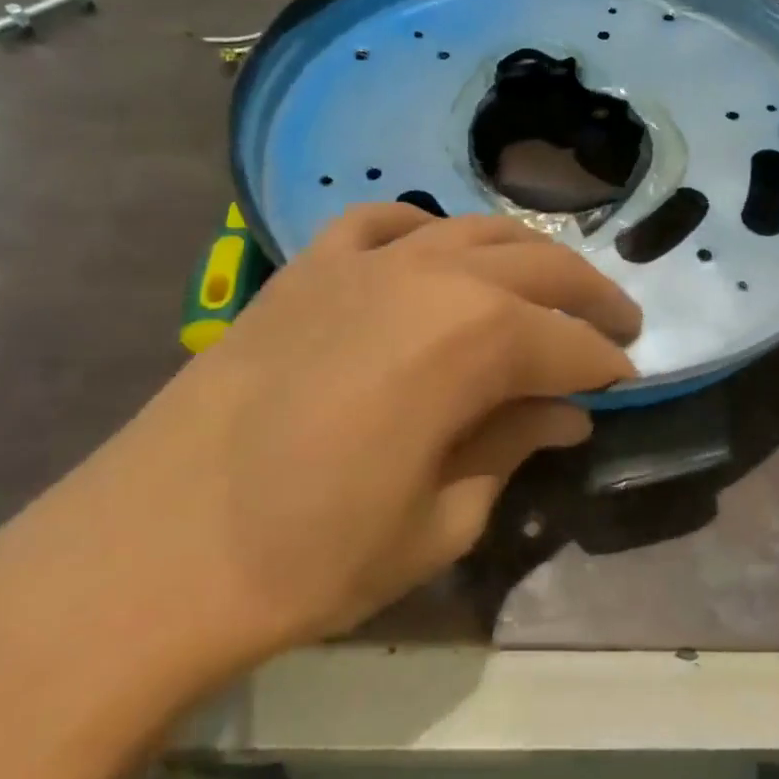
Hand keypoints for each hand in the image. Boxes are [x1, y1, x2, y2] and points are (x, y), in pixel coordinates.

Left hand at [0, 204, 639, 694]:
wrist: (150, 551)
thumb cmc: (310, 556)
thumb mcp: (439, 520)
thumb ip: (510, 446)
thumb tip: (563, 411)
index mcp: (474, 339)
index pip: (569, 343)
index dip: (606, 365)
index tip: (628, 383)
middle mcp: (431, 275)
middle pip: (538, 265)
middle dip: (589, 295)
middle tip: (616, 325)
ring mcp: (364, 260)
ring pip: (472, 230)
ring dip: (523, 255)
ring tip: (546, 285)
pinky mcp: (308, 265)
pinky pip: (384, 223)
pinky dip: (424, 232)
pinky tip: (433, 255)